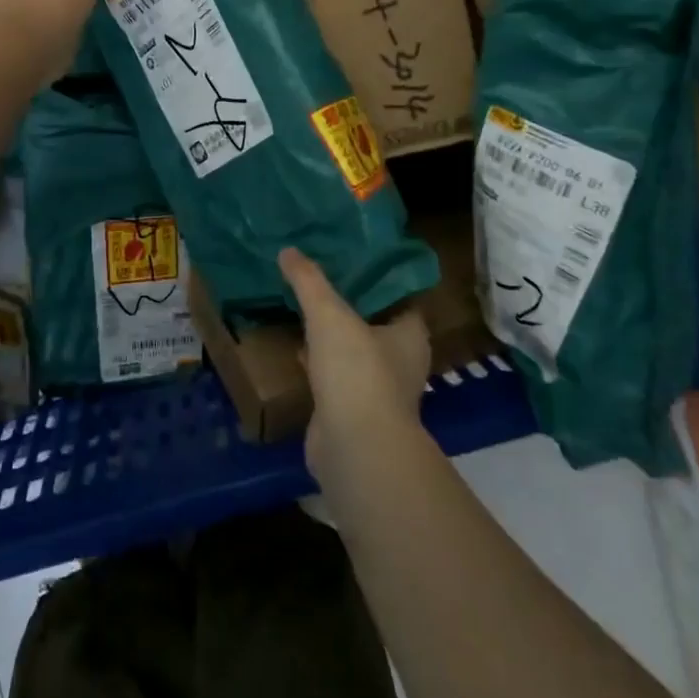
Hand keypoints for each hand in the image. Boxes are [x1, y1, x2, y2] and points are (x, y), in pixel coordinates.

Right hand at [280, 248, 429, 485]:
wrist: (354, 447)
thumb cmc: (357, 371)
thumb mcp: (329, 314)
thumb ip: (309, 281)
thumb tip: (288, 250)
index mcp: (410, 335)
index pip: (399, 297)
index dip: (378, 278)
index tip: (352, 258)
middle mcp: (401, 362)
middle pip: (375, 324)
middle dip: (351, 305)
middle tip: (321, 278)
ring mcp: (376, 391)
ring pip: (354, 352)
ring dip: (334, 336)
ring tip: (305, 307)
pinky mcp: (351, 413)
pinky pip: (335, 377)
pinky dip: (319, 364)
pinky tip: (297, 348)